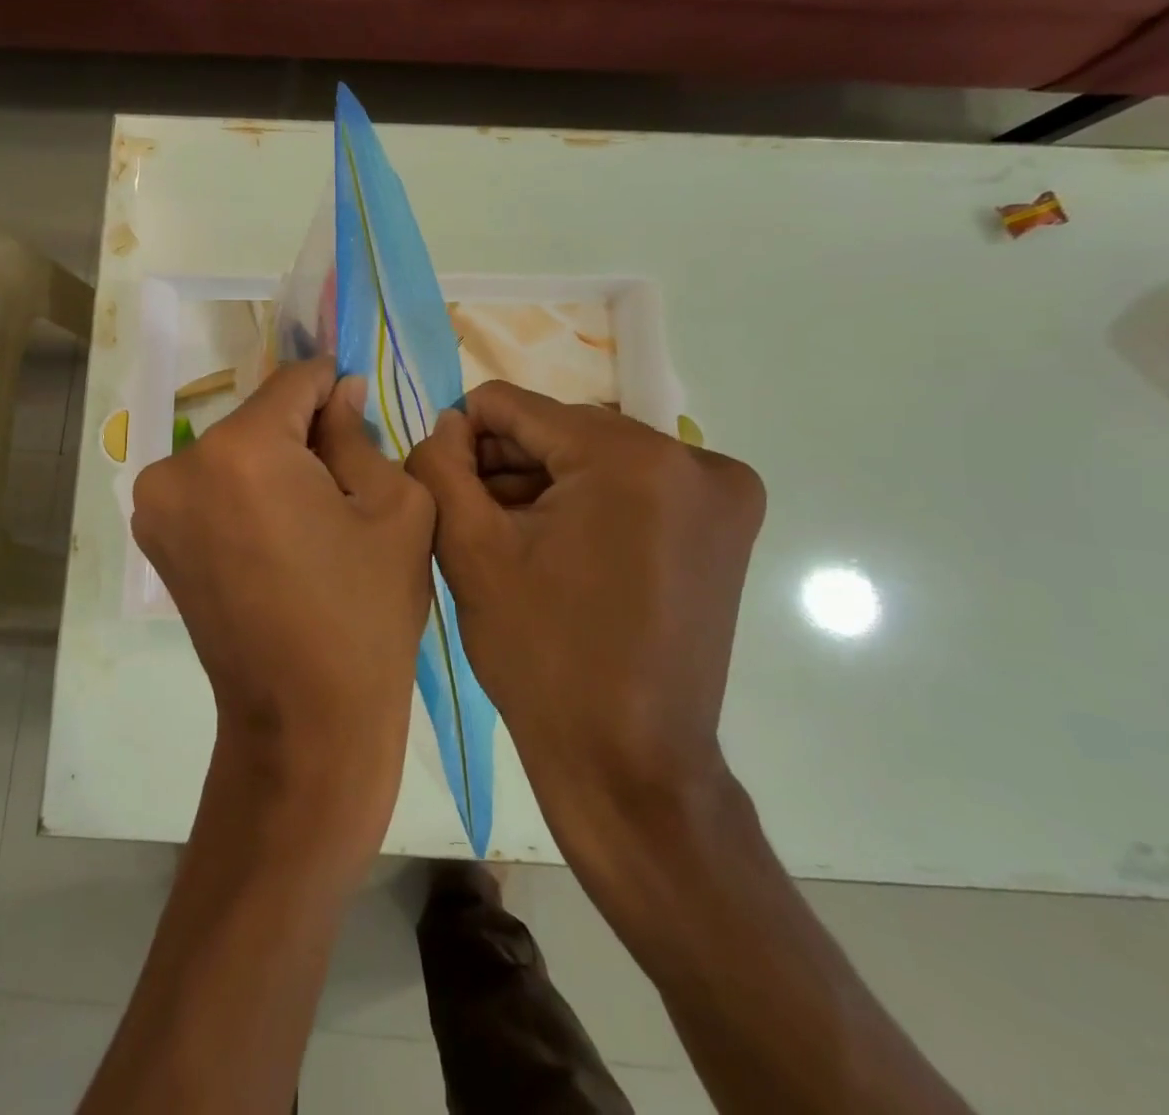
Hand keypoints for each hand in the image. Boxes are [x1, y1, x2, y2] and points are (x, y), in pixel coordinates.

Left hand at [132, 357, 434, 821]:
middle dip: (303, 432)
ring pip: (233, 452)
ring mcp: (156, 504)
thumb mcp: (394, 508)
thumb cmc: (364, 612)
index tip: (359, 403)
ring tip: (314, 514)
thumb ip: (359, 434)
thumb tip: (339, 393)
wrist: (303, 721)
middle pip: (259, 419)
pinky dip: (243, 493)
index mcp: (241, 450)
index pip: (293, 382)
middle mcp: (180, 465)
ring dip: (272, 464)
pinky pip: (209, 487)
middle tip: (346, 474)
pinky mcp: (152, 537)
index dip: (333, 386)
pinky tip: (279, 536)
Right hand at [405, 381, 764, 812]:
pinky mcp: (727, 524)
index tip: (447, 485)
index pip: (517, 407)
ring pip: (598, 456)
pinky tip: (560, 550)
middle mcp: (694, 457)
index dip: (467, 438)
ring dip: (547, 484)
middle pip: (562, 430)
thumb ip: (440, 464)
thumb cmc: (541, 654)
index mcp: (631, 457)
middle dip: (510, 465)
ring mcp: (722, 492)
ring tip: (513, 540)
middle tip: (477, 519)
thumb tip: (449, 423)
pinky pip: (636, 484)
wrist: (629, 761)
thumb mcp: (469, 549)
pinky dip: (591, 502)